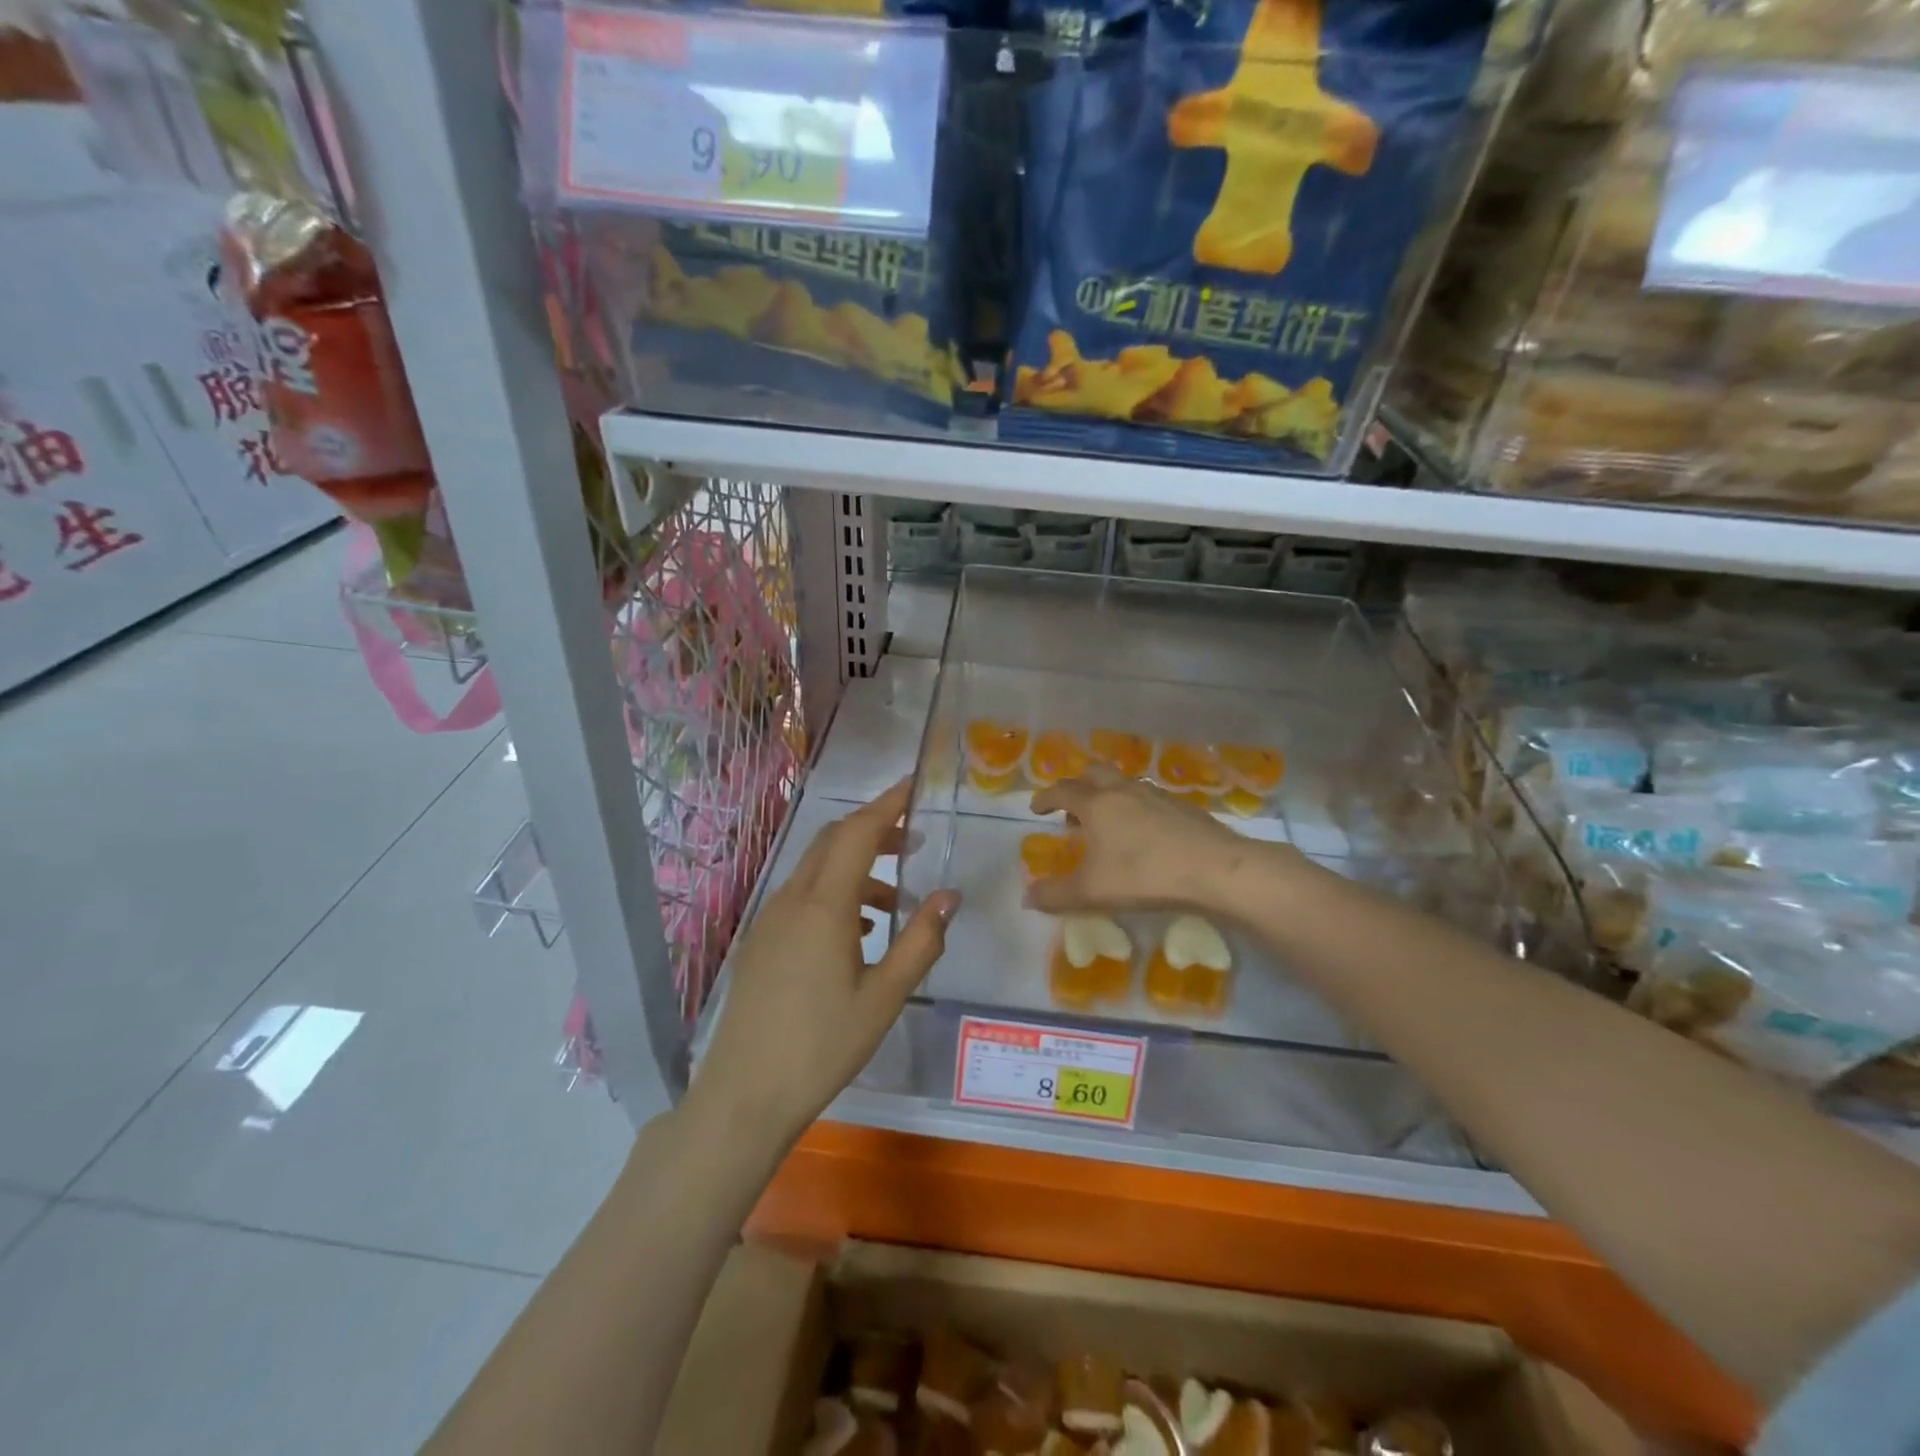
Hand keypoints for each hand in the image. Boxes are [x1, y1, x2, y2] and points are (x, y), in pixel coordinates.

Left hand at [693, 781, 959, 1143]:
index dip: (887, 804)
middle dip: (874, 830)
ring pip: (816, 869)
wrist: (745, 1094)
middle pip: (833, 841)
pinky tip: (857, 933)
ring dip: (856, 867)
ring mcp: (770, 919)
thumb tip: (950, 896)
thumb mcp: (885, 997)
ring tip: (895, 902)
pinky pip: (802, 896)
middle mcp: (792, 900)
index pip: (858, 834)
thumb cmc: (823, 1046)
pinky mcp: (760, 940)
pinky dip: (834, 893)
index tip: (913, 786)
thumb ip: (921, 941)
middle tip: (914, 840)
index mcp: (825, 906)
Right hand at [1025, 765, 1285, 915]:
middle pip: (1093, 773)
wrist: (1215, 869)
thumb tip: (1026, 898)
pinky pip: (1148, 797)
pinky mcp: (1182, 806)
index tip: (1036, 808)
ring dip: (1107, 794)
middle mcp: (1123, 790)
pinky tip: (1144, 832)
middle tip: (1072, 808)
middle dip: (1077, 785)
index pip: (1062, 791)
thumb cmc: (1144, 876)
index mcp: (1096, 804)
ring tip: (1107, 821)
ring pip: (1123, 783)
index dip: (1045, 798)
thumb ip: (1055, 895)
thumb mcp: (1092, 893)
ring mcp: (1156, 795)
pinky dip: (1135, 807)